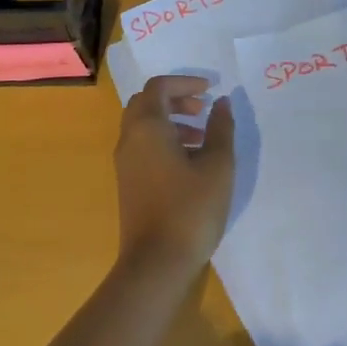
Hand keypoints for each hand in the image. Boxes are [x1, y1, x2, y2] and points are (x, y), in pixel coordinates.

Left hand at [114, 75, 236, 278]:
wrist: (156, 262)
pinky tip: (190, 162)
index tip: (210, 91)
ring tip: (202, 138)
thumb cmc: (190, 208)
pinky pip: (142, 146)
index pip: (159, 87)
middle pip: (147, 103)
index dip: (185, 82)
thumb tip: (221, 103)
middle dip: (175, 99)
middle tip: (203, 109)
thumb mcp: (217, 165)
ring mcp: (125, 163)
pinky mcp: (128, 183)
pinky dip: (164, 140)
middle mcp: (130, 139)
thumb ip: (220, 128)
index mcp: (147, 127)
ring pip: (143, 126)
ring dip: (171, 121)